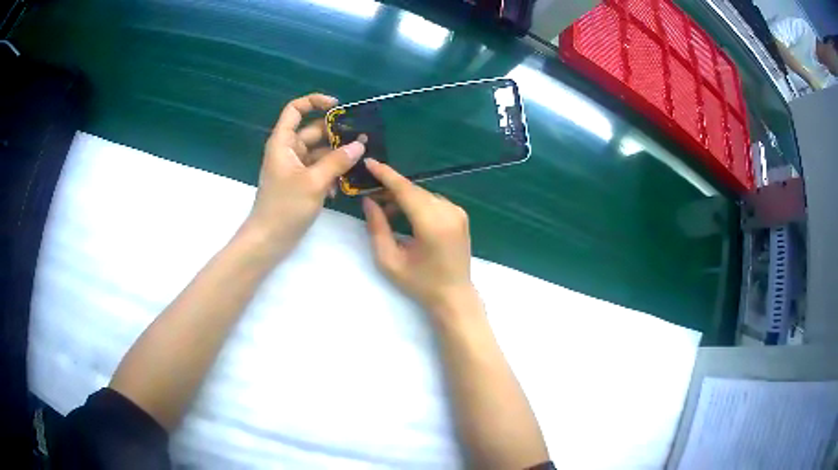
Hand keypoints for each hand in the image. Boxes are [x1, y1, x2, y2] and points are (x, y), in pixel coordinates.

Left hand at [245, 93, 365, 256]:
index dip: (315, 102)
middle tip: (363, 139)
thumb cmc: (285, 207)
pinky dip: (331, 173)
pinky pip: (318, 169)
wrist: (268, 240)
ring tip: (359, 162)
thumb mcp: (314, 182)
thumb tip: (360, 144)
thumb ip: (337, 161)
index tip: (338, 107)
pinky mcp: (300, 183)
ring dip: (337, 156)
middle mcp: (288, 150)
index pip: (295, 109)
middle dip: (336, 133)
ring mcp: (294, 167)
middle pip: (313, 131)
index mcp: (283, 142)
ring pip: (319, 152)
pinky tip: (342, 186)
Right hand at [361, 158, 477, 315]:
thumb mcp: (390, 260)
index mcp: (432, 224)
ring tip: (384, 209)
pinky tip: (403, 214)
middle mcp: (448, 212)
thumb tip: (368, 201)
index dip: (385, 175)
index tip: (368, 162)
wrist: (454, 295)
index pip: (406, 190)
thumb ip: (377, 228)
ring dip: (403, 197)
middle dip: (390, 188)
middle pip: (414, 190)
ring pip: (423, 194)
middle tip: (369, 193)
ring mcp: (457, 212)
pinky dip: (416, 202)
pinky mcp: (460, 215)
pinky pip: (432, 200)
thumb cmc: (420, 283)